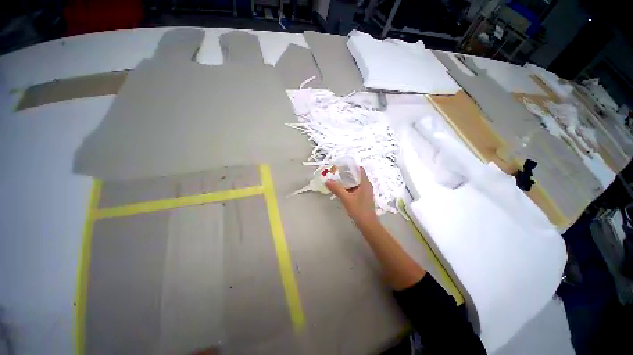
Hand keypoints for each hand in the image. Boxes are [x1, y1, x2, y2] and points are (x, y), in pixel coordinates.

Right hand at [326, 167, 377, 227]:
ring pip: (356, 183)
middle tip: (336, 173)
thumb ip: (337, 189)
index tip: (341, 166)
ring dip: (347, 181)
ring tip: (337, 180)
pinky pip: (356, 188)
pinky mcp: (363, 197)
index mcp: (365, 183)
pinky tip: (341, 190)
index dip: (351, 166)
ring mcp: (365, 192)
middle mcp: (367, 185)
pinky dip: (349, 187)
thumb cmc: (359, 210)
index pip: (359, 169)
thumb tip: (327, 181)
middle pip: (357, 175)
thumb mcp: (346, 199)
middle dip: (347, 174)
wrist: (368, 225)